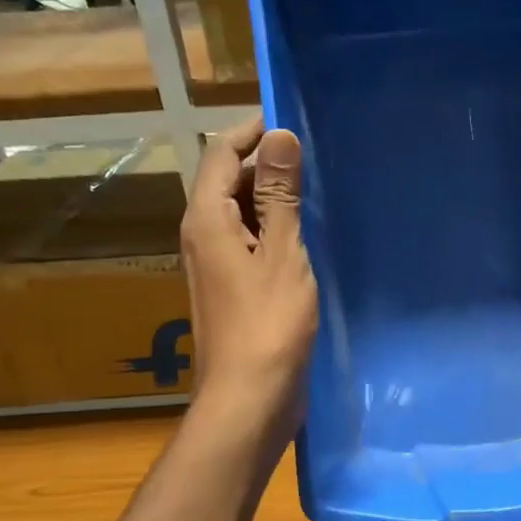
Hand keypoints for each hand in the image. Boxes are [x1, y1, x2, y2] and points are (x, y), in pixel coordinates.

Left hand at [181, 117, 317, 437]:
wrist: (250, 397)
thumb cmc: (268, 324)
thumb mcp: (281, 252)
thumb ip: (279, 195)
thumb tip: (279, 136)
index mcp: (206, 218)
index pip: (220, 152)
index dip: (253, 132)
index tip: (294, 123)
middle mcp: (202, 235)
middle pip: (227, 181)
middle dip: (266, 164)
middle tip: (315, 159)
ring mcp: (216, 265)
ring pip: (241, 214)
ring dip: (274, 200)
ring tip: (318, 193)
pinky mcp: (233, 289)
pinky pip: (251, 242)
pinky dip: (275, 231)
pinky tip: (307, 239)